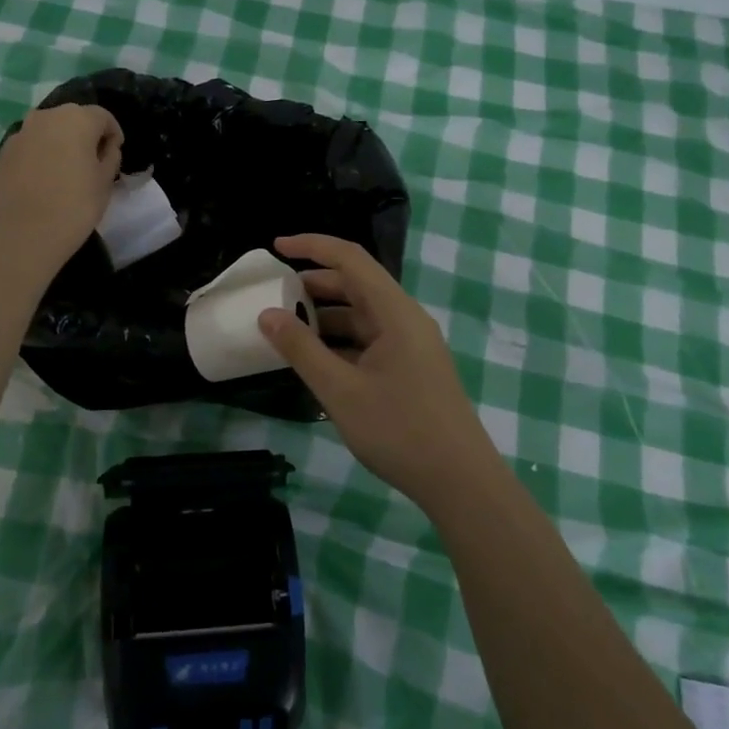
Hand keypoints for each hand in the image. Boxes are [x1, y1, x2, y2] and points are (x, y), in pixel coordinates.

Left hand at [0, 103, 122, 272]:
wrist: (21, 235)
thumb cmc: (74, 206)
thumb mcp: (105, 183)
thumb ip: (110, 157)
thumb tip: (106, 147)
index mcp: (77, 119)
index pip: (103, 117)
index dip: (113, 135)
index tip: (115, 156)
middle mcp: (46, 117)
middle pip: (73, 118)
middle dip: (85, 136)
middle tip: (92, 163)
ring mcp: (21, 133)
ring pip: (49, 131)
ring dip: (61, 144)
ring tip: (66, 172)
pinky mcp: (2, 152)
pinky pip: (30, 146)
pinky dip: (40, 156)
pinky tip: (43, 181)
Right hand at [258, 234, 499, 508]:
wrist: (461, 482)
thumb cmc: (400, 431)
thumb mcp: (340, 391)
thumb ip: (302, 349)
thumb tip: (268, 314)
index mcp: (395, 312)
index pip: (351, 258)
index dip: (312, 246)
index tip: (276, 247)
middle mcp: (406, 319)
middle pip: (357, 285)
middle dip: (314, 284)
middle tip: (275, 294)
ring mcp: (411, 345)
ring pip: (362, 316)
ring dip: (326, 317)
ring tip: (287, 329)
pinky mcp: (411, 368)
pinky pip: (369, 341)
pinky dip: (340, 342)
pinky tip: (316, 361)